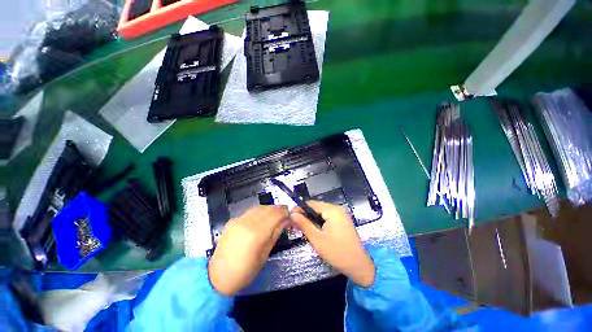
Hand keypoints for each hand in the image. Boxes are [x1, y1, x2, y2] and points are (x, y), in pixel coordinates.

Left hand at [208, 205, 288, 295]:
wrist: (218, 276)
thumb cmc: (245, 271)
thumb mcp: (264, 254)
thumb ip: (275, 234)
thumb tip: (287, 221)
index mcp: (256, 234)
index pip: (275, 215)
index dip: (285, 212)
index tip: (291, 214)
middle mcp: (247, 223)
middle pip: (267, 209)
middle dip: (279, 209)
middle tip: (286, 212)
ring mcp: (238, 220)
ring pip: (259, 207)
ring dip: (270, 208)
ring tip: (276, 212)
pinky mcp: (233, 220)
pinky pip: (250, 211)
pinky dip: (260, 211)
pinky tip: (263, 215)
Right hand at [291, 201, 374, 286]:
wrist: (359, 265)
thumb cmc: (337, 253)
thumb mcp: (317, 239)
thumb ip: (304, 224)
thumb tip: (292, 214)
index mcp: (332, 210)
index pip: (311, 204)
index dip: (300, 209)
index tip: (291, 217)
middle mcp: (338, 208)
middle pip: (316, 207)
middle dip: (305, 215)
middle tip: (295, 225)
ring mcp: (341, 214)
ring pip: (321, 212)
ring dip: (312, 219)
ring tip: (303, 228)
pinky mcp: (343, 220)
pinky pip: (327, 216)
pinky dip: (320, 221)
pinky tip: (315, 230)